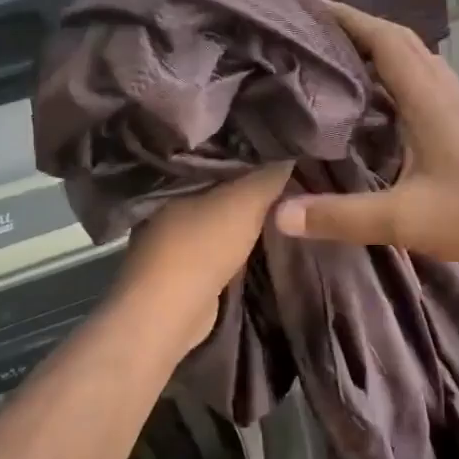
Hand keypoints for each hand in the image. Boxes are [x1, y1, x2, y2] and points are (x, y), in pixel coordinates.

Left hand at [114, 163, 292, 349]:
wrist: (169, 313)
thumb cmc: (203, 245)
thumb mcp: (247, 201)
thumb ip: (269, 175)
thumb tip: (290, 151)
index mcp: (177, 176)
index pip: (217, 150)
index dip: (249, 148)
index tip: (280, 145)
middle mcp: (168, 200)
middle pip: (219, 182)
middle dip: (249, 179)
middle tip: (287, 171)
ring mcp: (171, 233)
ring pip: (219, 211)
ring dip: (244, 210)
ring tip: (282, 199)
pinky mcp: (181, 263)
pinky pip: (218, 238)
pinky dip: (237, 236)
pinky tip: (261, 232)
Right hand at [274, 1, 458, 266]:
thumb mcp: (402, 220)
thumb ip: (340, 217)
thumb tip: (280, 214)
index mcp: (427, 99)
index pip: (385, 40)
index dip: (348, 18)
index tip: (309, 7)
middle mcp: (441, 90)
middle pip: (399, 39)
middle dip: (358, 26)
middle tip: (315, 29)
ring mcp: (454, 102)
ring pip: (413, 56)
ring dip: (378, 45)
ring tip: (337, 52)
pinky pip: (421, 77)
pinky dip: (393, 70)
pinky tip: (374, 93)